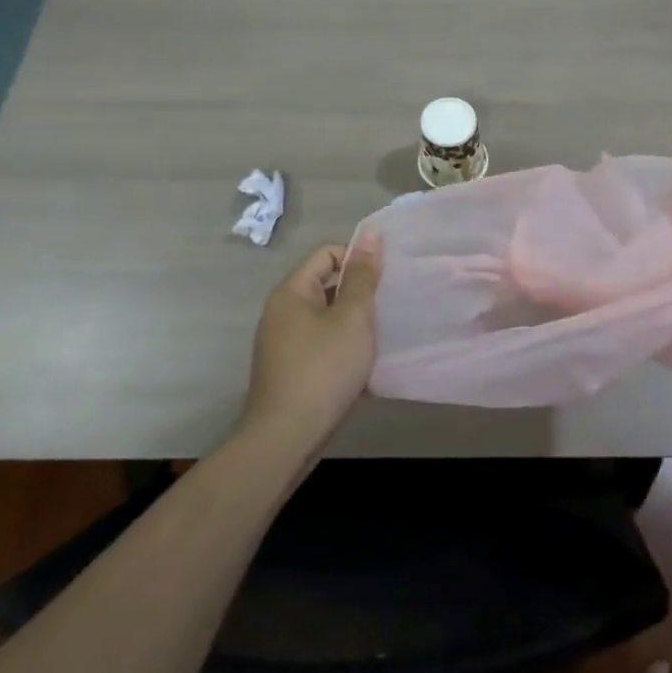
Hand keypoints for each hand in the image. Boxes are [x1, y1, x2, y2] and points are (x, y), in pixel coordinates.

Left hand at [243, 234, 381, 444]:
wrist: (286, 438)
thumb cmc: (323, 369)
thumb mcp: (352, 317)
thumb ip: (363, 276)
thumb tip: (370, 234)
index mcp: (291, 293)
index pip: (327, 255)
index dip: (358, 259)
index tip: (385, 279)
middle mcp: (281, 313)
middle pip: (327, 286)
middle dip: (360, 294)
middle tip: (389, 306)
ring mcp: (283, 345)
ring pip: (327, 320)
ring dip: (355, 324)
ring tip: (383, 334)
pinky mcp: (290, 372)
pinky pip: (323, 347)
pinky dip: (344, 350)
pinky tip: (366, 365)